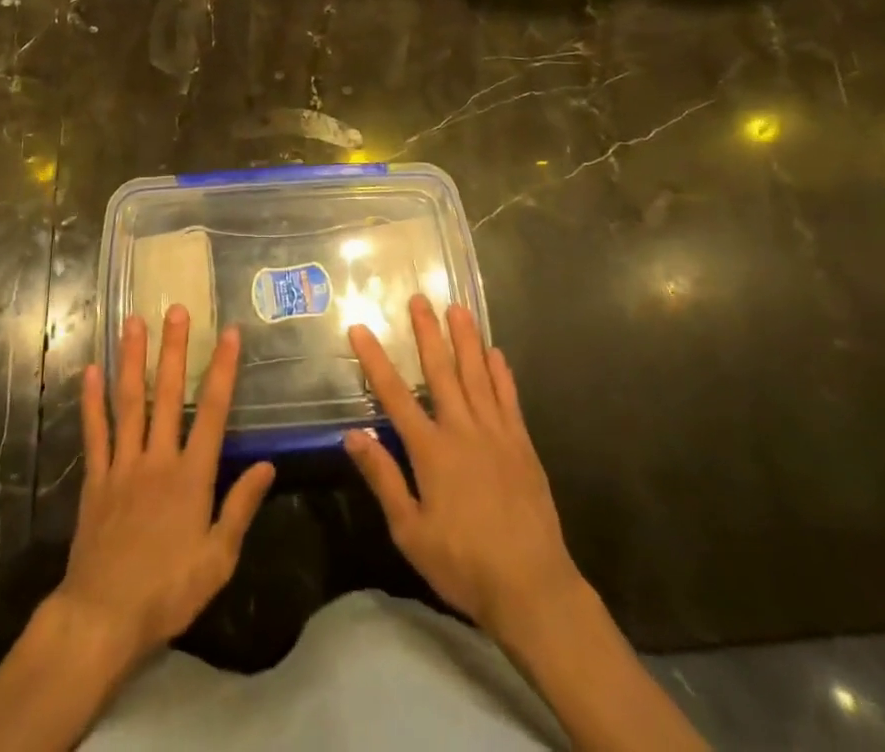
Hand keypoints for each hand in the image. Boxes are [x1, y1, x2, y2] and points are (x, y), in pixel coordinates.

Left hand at [54, 306, 276, 667]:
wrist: (103, 618)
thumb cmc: (168, 591)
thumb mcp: (217, 559)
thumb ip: (241, 507)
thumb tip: (267, 465)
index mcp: (191, 476)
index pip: (212, 411)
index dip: (222, 369)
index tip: (228, 333)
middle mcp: (157, 458)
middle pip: (167, 394)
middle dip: (173, 349)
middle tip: (176, 309)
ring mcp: (123, 465)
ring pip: (128, 402)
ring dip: (132, 359)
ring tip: (133, 322)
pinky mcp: (96, 478)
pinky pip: (95, 432)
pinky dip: (92, 400)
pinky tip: (91, 371)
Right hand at [345, 296, 583, 639]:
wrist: (532, 587)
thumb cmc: (463, 564)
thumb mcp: (410, 531)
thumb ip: (383, 478)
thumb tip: (352, 435)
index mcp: (431, 451)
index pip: (395, 395)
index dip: (375, 360)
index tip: (361, 329)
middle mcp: (462, 430)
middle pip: (441, 371)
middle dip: (427, 333)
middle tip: (419, 298)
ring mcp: (496, 434)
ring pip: (477, 375)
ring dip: (466, 340)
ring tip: (457, 308)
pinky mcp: (522, 445)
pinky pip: (509, 399)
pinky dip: (501, 374)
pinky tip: (496, 353)